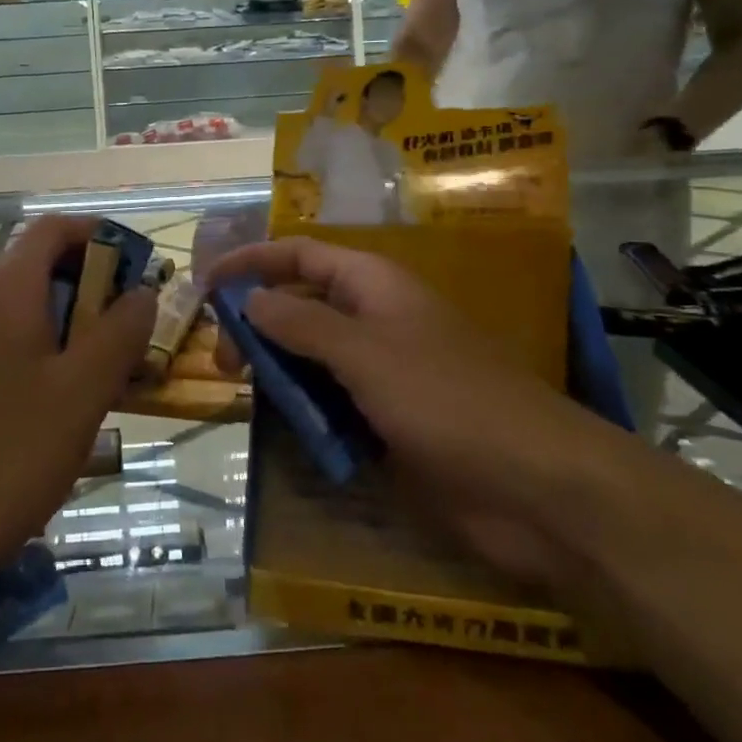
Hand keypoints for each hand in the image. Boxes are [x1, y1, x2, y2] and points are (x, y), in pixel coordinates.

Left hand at [0, 217, 156, 583]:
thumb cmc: (12, 451)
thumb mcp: (84, 388)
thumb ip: (121, 331)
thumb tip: (142, 293)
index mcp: (7, 290)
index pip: (53, 228)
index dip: (99, 234)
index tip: (139, 266)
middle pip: (43, 264)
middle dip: (95, 282)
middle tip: (135, 324)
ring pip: (32, 307)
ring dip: (78, 320)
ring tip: (114, 363)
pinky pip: (15, 341)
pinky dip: (53, 349)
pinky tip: (73, 396)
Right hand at [204, 237, 617, 567]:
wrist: (535, 486)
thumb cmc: (447, 401)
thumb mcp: (366, 353)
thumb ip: (303, 323)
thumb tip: (251, 298)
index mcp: (375, 286)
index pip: (301, 255)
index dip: (253, 262)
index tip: (206, 285)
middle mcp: (376, 320)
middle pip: (303, 304)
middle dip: (259, 324)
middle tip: (224, 363)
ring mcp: (384, 372)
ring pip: (314, 358)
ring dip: (278, 370)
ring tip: (243, 394)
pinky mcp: (390, 420)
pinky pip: (334, 403)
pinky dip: (305, 410)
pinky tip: (282, 427)